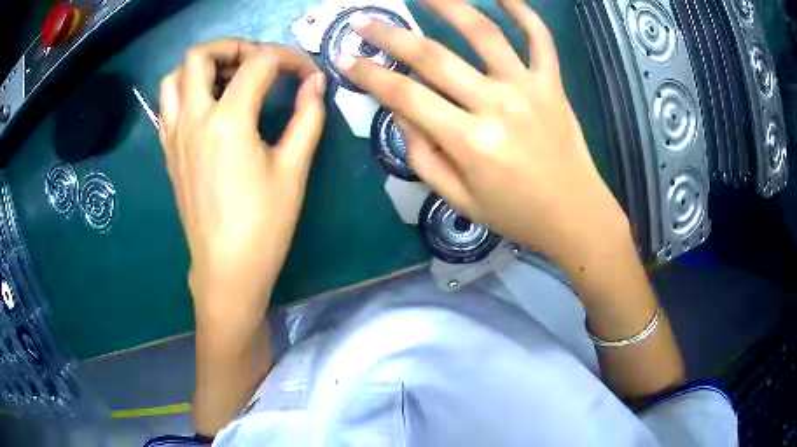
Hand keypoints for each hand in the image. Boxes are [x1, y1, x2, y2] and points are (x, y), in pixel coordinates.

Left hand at [159, 39, 325, 311]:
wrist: (227, 269)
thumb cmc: (264, 225)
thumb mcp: (293, 170)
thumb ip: (307, 117)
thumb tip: (315, 83)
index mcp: (227, 121)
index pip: (259, 62)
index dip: (290, 58)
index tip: (307, 74)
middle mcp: (193, 120)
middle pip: (200, 55)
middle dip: (234, 46)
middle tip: (258, 62)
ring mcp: (174, 136)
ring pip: (174, 77)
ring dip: (202, 67)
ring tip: (228, 80)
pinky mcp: (169, 152)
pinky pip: (168, 105)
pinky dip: (187, 91)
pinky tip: (209, 107)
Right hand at [337, 0, 629, 268]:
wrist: (575, 215)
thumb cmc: (516, 214)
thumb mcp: (458, 200)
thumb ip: (423, 156)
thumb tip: (400, 112)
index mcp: (470, 142)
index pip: (405, 96)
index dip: (369, 75)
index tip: (345, 57)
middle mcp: (497, 105)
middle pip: (434, 57)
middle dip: (391, 35)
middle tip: (363, 20)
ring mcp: (528, 88)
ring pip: (483, 33)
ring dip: (448, 4)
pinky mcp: (553, 83)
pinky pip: (540, 38)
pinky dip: (523, 12)